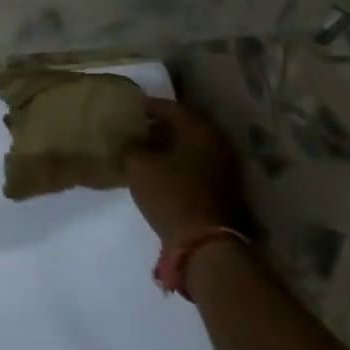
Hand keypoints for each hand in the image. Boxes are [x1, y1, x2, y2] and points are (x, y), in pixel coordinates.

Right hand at [124, 98, 244, 246]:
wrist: (204, 243)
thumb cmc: (170, 194)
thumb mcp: (138, 166)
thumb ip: (130, 146)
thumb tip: (128, 140)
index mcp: (199, 129)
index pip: (170, 107)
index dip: (147, 106)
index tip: (127, 107)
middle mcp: (216, 142)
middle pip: (182, 126)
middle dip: (156, 126)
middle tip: (132, 128)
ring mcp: (223, 167)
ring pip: (188, 146)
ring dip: (165, 146)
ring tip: (140, 150)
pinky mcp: (221, 188)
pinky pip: (193, 164)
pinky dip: (175, 162)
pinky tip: (155, 169)